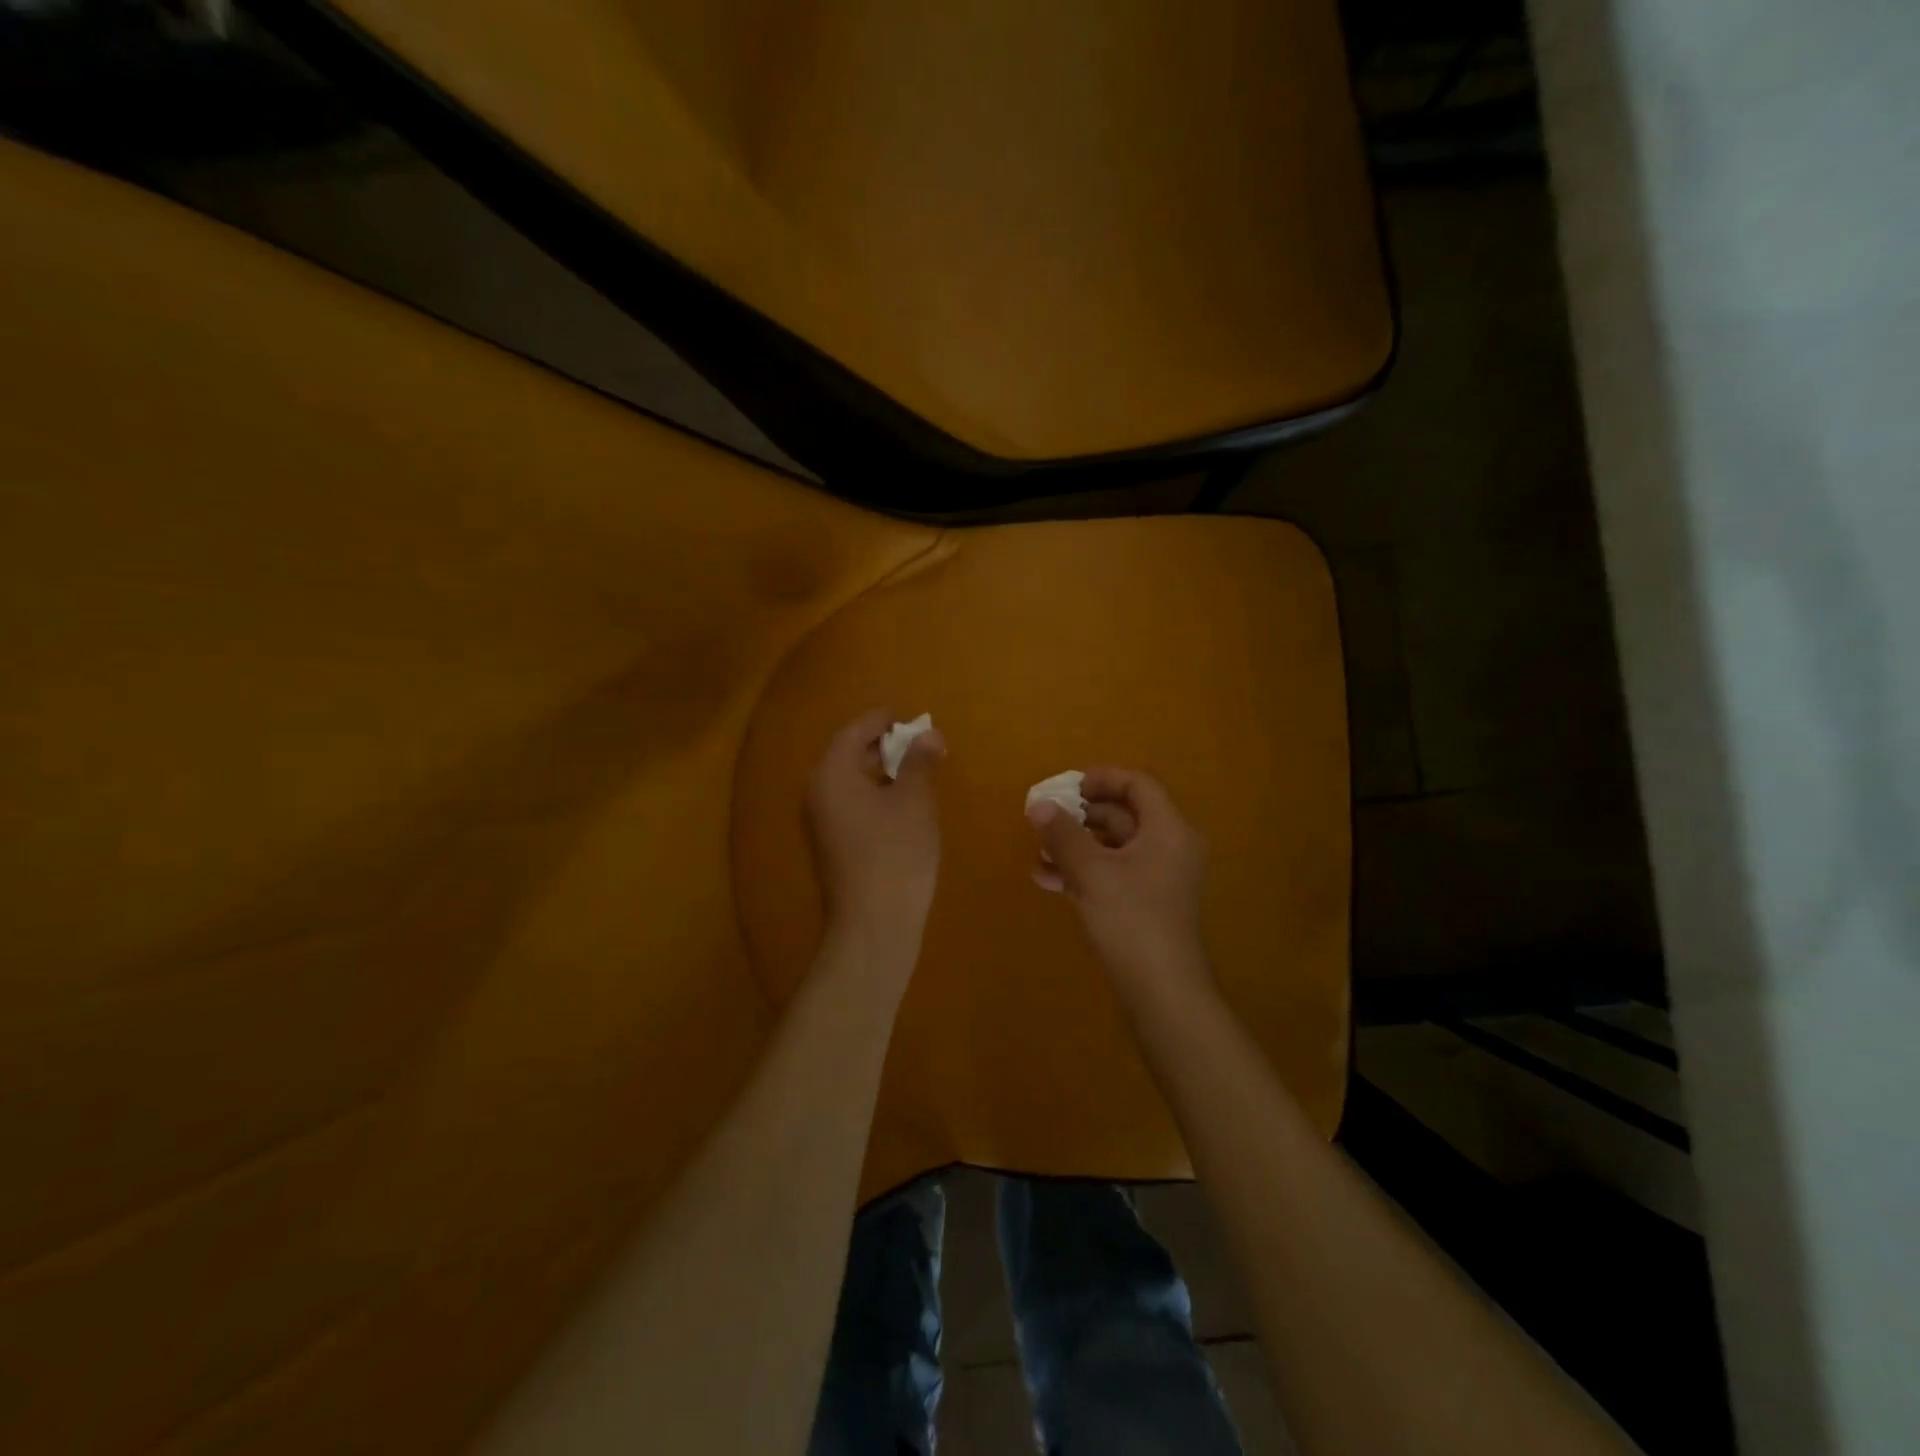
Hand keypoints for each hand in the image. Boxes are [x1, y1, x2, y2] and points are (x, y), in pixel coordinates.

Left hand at [806, 707, 945, 955]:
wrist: (873, 924)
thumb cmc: (896, 853)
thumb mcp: (914, 800)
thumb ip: (919, 761)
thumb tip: (927, 733)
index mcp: (831, 773)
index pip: (854, 731)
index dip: (882, 720)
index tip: (908, 715)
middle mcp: (816, 792)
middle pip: (847, 754)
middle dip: (882, 745)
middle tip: (917, 742)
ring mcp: (819, 822)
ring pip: (848, 781)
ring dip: (878, 771)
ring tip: (914, 771)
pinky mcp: (829, 845)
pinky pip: (849, 804)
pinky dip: (872, 794)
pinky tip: (900, 805)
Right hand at [1028, 768, 1216, 1010]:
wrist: (1162, 991)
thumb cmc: (1131, 919)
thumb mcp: (1091, 872)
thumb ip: (1063, 834)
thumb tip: (1037, 804)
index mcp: (1168, 830)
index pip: (1139, 786)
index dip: (1103, 779)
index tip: (1068, 786)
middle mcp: (1169, 848)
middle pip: (1124, 816)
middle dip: (1081, 815)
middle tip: (1045, 816)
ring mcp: (1159, 879)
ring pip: (1114, 848)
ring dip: (1076, 846)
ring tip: (1038, 851)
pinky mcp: (1146, 905)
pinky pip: (1113, 875)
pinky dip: (1084, 872)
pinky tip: (1047, 879)